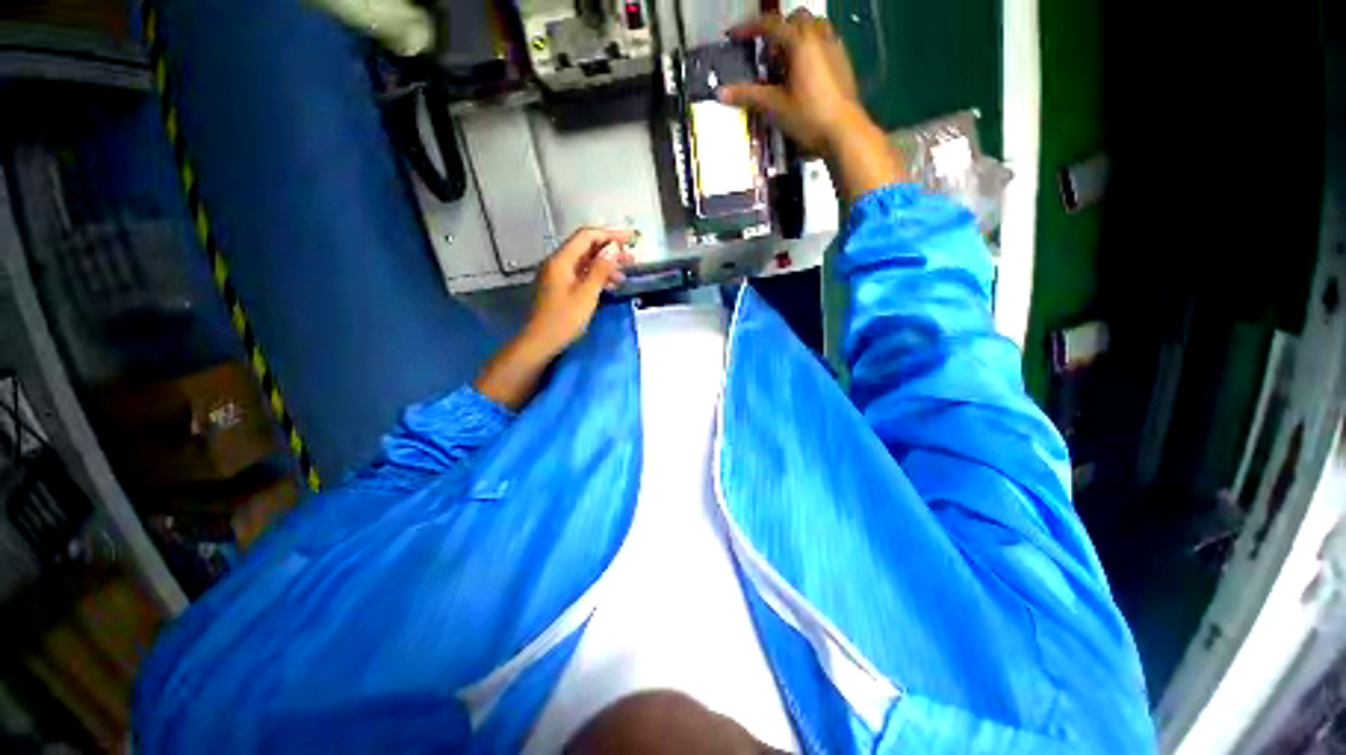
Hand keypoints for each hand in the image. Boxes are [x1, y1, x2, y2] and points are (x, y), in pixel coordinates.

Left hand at [523, 227, 635, 356]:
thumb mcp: (587, 294)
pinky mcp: (560, 288)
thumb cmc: (564, 319)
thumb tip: (613, 248)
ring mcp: (558, 276)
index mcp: (561, 260)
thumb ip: (601, 269)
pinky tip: (610, 286)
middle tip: (631, 258)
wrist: (541, 341)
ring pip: (585, 263)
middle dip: (609, 251)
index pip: (587, 236)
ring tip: (624, 275)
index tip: (630, 239)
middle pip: (586, 248)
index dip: (610, 235)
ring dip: (605, 266)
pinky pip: (581, 275)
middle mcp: (558, 263)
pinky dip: (596, 277)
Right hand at [718, 10, 904, 200]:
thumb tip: (720, 93)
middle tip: (768, 56)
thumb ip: (749, 96)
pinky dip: (811, 48)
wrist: (844, 131)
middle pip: (795, 19)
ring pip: (813, 27)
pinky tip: (804, 74)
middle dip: (778, 30)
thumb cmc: (808, 117)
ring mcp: (834, 47)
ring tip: (786, 64)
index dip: (749, 28)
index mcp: (800, 42)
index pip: (771, 24)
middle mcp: (819, 36)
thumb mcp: (775, 107)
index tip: (734, 36)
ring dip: (796, 37)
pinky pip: (825, 41)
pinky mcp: (843, 61)